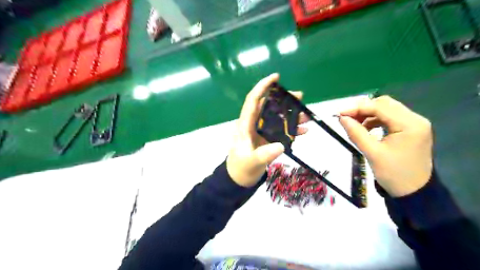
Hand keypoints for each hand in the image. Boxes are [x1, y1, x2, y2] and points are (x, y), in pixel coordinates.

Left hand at [227, 74, 309, 187]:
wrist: (240, 178)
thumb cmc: (241, 167)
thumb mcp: (251, 161)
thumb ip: (264, 154)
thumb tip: (281, 145)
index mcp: (245, 124)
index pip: (253, 101)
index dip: (262, 87)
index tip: (275, 78)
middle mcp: (254, 124)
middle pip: (269, 107)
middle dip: (284, 100)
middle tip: (300, 96)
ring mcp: (262, 132)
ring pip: (277, 118)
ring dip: (292, 115)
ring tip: (307, 115)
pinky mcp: (268, 139)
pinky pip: (281, 131)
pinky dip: (292, 130)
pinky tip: (303, 131)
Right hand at [337, 96, 435, 196]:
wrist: (414, 192)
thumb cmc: (393, 174)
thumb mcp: (372, 153)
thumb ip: (356, 133)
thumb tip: (342, 118)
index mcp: (410, 125)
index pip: (380, 107)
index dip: (358, 108)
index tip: (340, 114)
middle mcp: (415, 119)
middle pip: (385, 104)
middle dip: (363, 109)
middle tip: (346, 118)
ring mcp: (414, 124)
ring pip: (387, 109)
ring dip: (369, 114)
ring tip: (354, 124)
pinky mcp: (411, 129)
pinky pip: (390, 118)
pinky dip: (375, 120)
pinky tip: (366, 128)